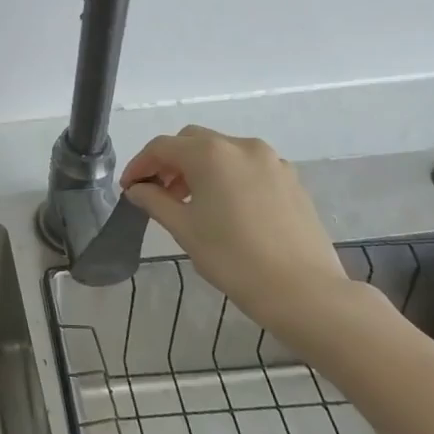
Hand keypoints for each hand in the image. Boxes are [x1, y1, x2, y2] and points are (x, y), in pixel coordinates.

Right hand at [121, 127, 353, 332]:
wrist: (305, 292)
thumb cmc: (234, 259)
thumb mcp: (185, 230)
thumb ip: (155, 201)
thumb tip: (138, 189)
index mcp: (210, 154)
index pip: (162, 147)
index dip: (140, 164)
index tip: (128, 188)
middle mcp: (241, 146)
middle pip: (193, 141)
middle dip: (170, 162)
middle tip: (157, 191)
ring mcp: (271, 161)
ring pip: (222, 151)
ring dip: (199, 168)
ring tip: (190, 201)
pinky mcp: (291, 179)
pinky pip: (248, 166)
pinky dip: (227, 176)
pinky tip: (225, 207)